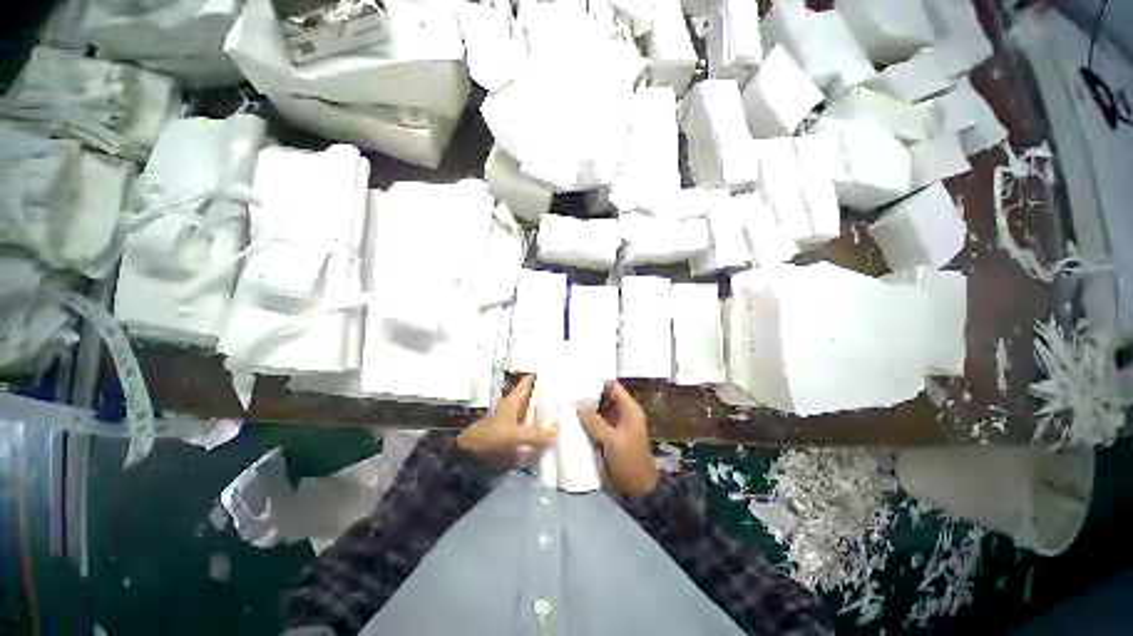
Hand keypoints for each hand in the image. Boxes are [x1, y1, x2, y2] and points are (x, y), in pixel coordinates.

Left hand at [456, 375, 555, 467]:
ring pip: (534, 412)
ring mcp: (514, 421)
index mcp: (514, 400)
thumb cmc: (491, 437)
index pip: (528, 381)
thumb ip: (536, 436)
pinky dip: (540, 429)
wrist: (470, 455)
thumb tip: (556, 435)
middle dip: (549, 395)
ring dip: (546, 413)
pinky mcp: (513, 434)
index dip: (540, 375)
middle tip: (567, 395)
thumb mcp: (514, 435)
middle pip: (534, 397)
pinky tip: (552, 435)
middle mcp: (515, 407)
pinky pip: (531, 428)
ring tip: (565, 413)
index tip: (556, 372)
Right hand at [579, 382, 657, 496]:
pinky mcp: (609, 435)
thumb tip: (579, 407)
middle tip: (569, 395)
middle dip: (589, 396)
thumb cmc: (629, 461)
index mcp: (629, 410)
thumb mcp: (612, 441)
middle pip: (604, 397)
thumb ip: (595, 422)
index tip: (579, 384)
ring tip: (568, 406)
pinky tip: (573, 420)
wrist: (637, 487)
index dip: (598, 384)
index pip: (613, 387)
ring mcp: (615, 424)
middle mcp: (622, 413)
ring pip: (599, 409)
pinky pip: (596, 422)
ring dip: (586, 409)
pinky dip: (587, 420)